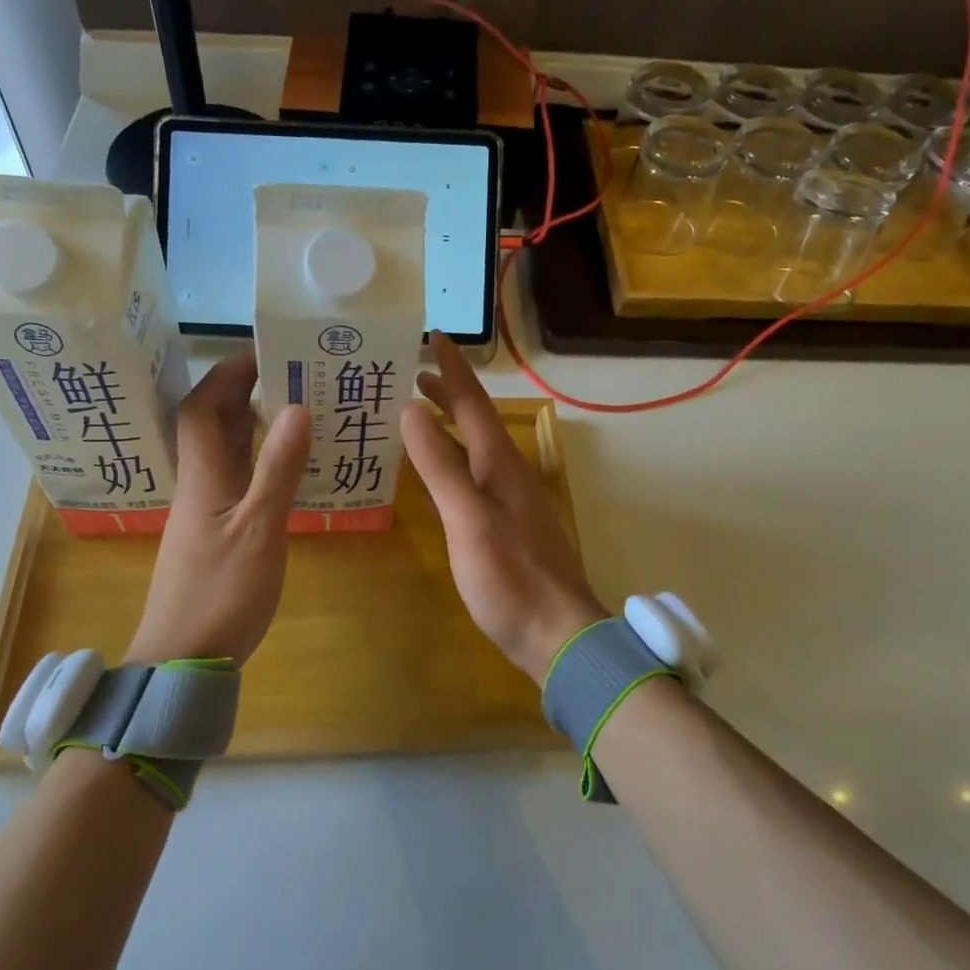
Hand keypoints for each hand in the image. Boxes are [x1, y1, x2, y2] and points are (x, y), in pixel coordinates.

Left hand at [125, 351, 310, 667]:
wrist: (181, 661)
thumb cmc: (221, 595)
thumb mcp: (260, 530)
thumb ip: (278, 470)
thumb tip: (295, 407)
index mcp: (203, 477)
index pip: (204, 407)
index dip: (228, 374)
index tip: (265, 352)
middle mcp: (198, 486)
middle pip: (210, 424)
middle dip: (241, 392)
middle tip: (290, 375)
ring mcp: (203, 513)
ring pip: (222, 453)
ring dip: (249, 425)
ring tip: (294, 410)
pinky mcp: (212, 536)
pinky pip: (233, 480)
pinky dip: (256, 461)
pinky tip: (284, 470)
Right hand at [401, 332, 607, 684]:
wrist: (558, 633)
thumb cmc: (510, 576)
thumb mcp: (468, 519)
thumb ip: (441, 466)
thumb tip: (413, 412)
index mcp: (500, 463)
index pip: (473, 402)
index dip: (452, 369)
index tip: (432, 336)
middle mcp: (508, 472)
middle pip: (476, 421)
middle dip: (447, 393)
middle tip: (411, 373)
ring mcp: (511, 499)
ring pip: (475, 448)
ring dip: (449, 425)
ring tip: (418, 413)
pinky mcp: (508, 524)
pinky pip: (474, 475)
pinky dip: (452, 460)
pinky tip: (438, 473)